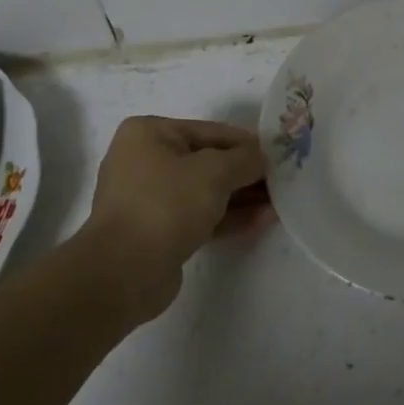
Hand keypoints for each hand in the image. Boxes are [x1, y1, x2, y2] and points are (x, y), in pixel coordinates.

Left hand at [82, 116, 267, 319]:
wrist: (123, 273)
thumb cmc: (166, 205)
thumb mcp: (214, 172)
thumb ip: (245, 159)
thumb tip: (261, 157)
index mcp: (148, 134)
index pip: (209, 131)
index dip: (246, 143)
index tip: (277, 154)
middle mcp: (144, 161)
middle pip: (207, 162)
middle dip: (245, 174)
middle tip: (280, 181)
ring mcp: (148, 199)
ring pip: (204, 192)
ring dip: (241, 197)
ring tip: (277, 203)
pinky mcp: (156, 232)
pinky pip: (198, 217)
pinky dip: (227, 218)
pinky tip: (261, 221)